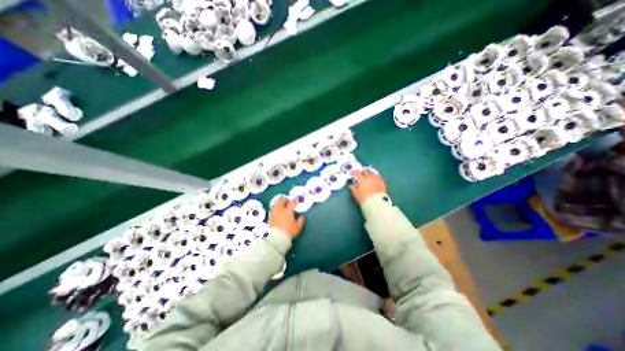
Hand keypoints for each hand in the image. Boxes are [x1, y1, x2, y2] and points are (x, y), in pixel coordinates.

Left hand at [269, 197, 305, 237]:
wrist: (277, 238)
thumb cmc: (289, 231)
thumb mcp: (298, 227)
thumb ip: (301, 220)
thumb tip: (302, 216)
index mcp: (288, 211)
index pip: (292, 203)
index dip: (294, 201)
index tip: (296, 201)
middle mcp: (280, 210)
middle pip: (281, 201)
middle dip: (285, 200)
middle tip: (287, 201)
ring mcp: (274, 214)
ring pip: (275, 205)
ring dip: (278, 203)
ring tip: (281, 204)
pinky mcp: (270, 218)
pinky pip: (271, 210)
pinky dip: (274, 209)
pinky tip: (275, 211)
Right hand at [350, 169, 389, 204]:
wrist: (376, 203)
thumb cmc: (364, 198)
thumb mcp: (356, 194)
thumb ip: (353, 188)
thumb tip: (350, 185)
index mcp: (361, 179)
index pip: (356, 173)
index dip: (353, 172)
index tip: (351, 174)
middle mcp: (369, 177)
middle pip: (364, 172)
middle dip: (361, 173)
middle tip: (359, 175)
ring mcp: (376, 179)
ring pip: (372, 173)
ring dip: (369, 173)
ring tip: (367, 175)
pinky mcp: (381, 182)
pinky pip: (378, 177)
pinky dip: (375, 176)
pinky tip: (375, 178)